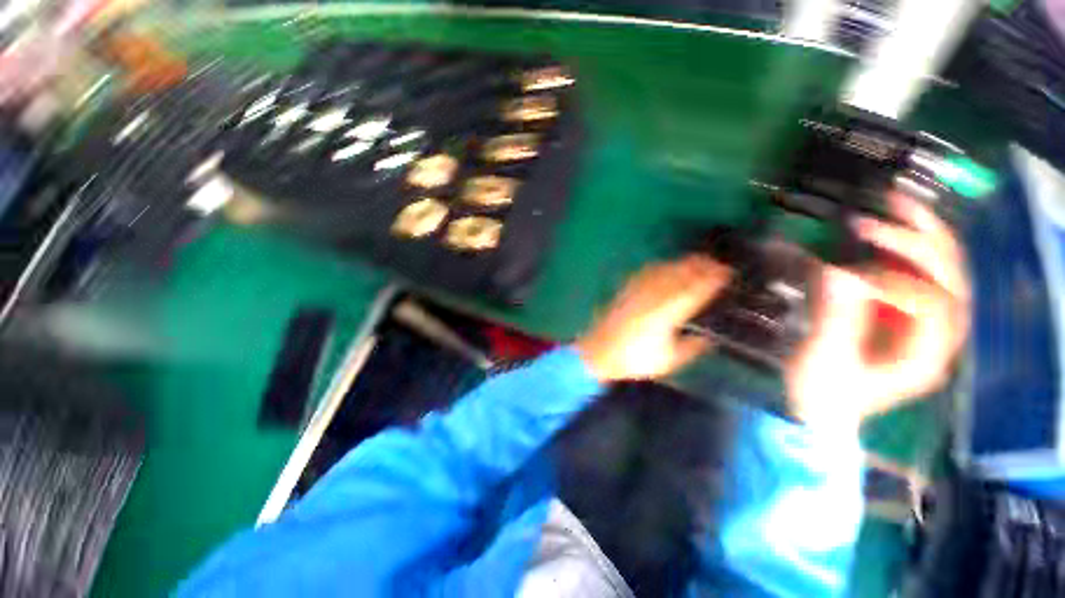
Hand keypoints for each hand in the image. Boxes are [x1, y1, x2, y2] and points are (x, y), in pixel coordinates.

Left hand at [576, 255, 731, 381]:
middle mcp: (652, 298)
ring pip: (664, 271)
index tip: (727, 273)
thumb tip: (709, 338)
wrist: (599, 354)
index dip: (711, 280)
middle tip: (717, 263)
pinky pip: (645, 273)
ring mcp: (637, 292)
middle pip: (679, 275)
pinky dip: (660, 266)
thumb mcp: (667, 360)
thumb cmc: (633, 360)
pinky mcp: (625, 291)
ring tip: (697, 261)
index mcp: (666, 316)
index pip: (693, 292)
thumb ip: (691, 348)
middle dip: (700, 266)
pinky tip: (666, 266)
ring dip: (682, 263)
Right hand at [786, 192, 969, 429]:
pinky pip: (920, 273)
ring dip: (922, 234)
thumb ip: (837, 319)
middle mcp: (938, 337)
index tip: (850, 272)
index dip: (897, 280)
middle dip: (921, 240)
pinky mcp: (906, 315)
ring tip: (895, 205)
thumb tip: (840, 271)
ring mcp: (926, 324)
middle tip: (887, 210)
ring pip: (943, 270)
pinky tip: (890, 230)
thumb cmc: (823, 394)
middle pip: (951, 278)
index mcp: (925, 356)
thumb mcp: (824, 361)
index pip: (934, 305)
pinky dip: (908, 248)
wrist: (824, 412)